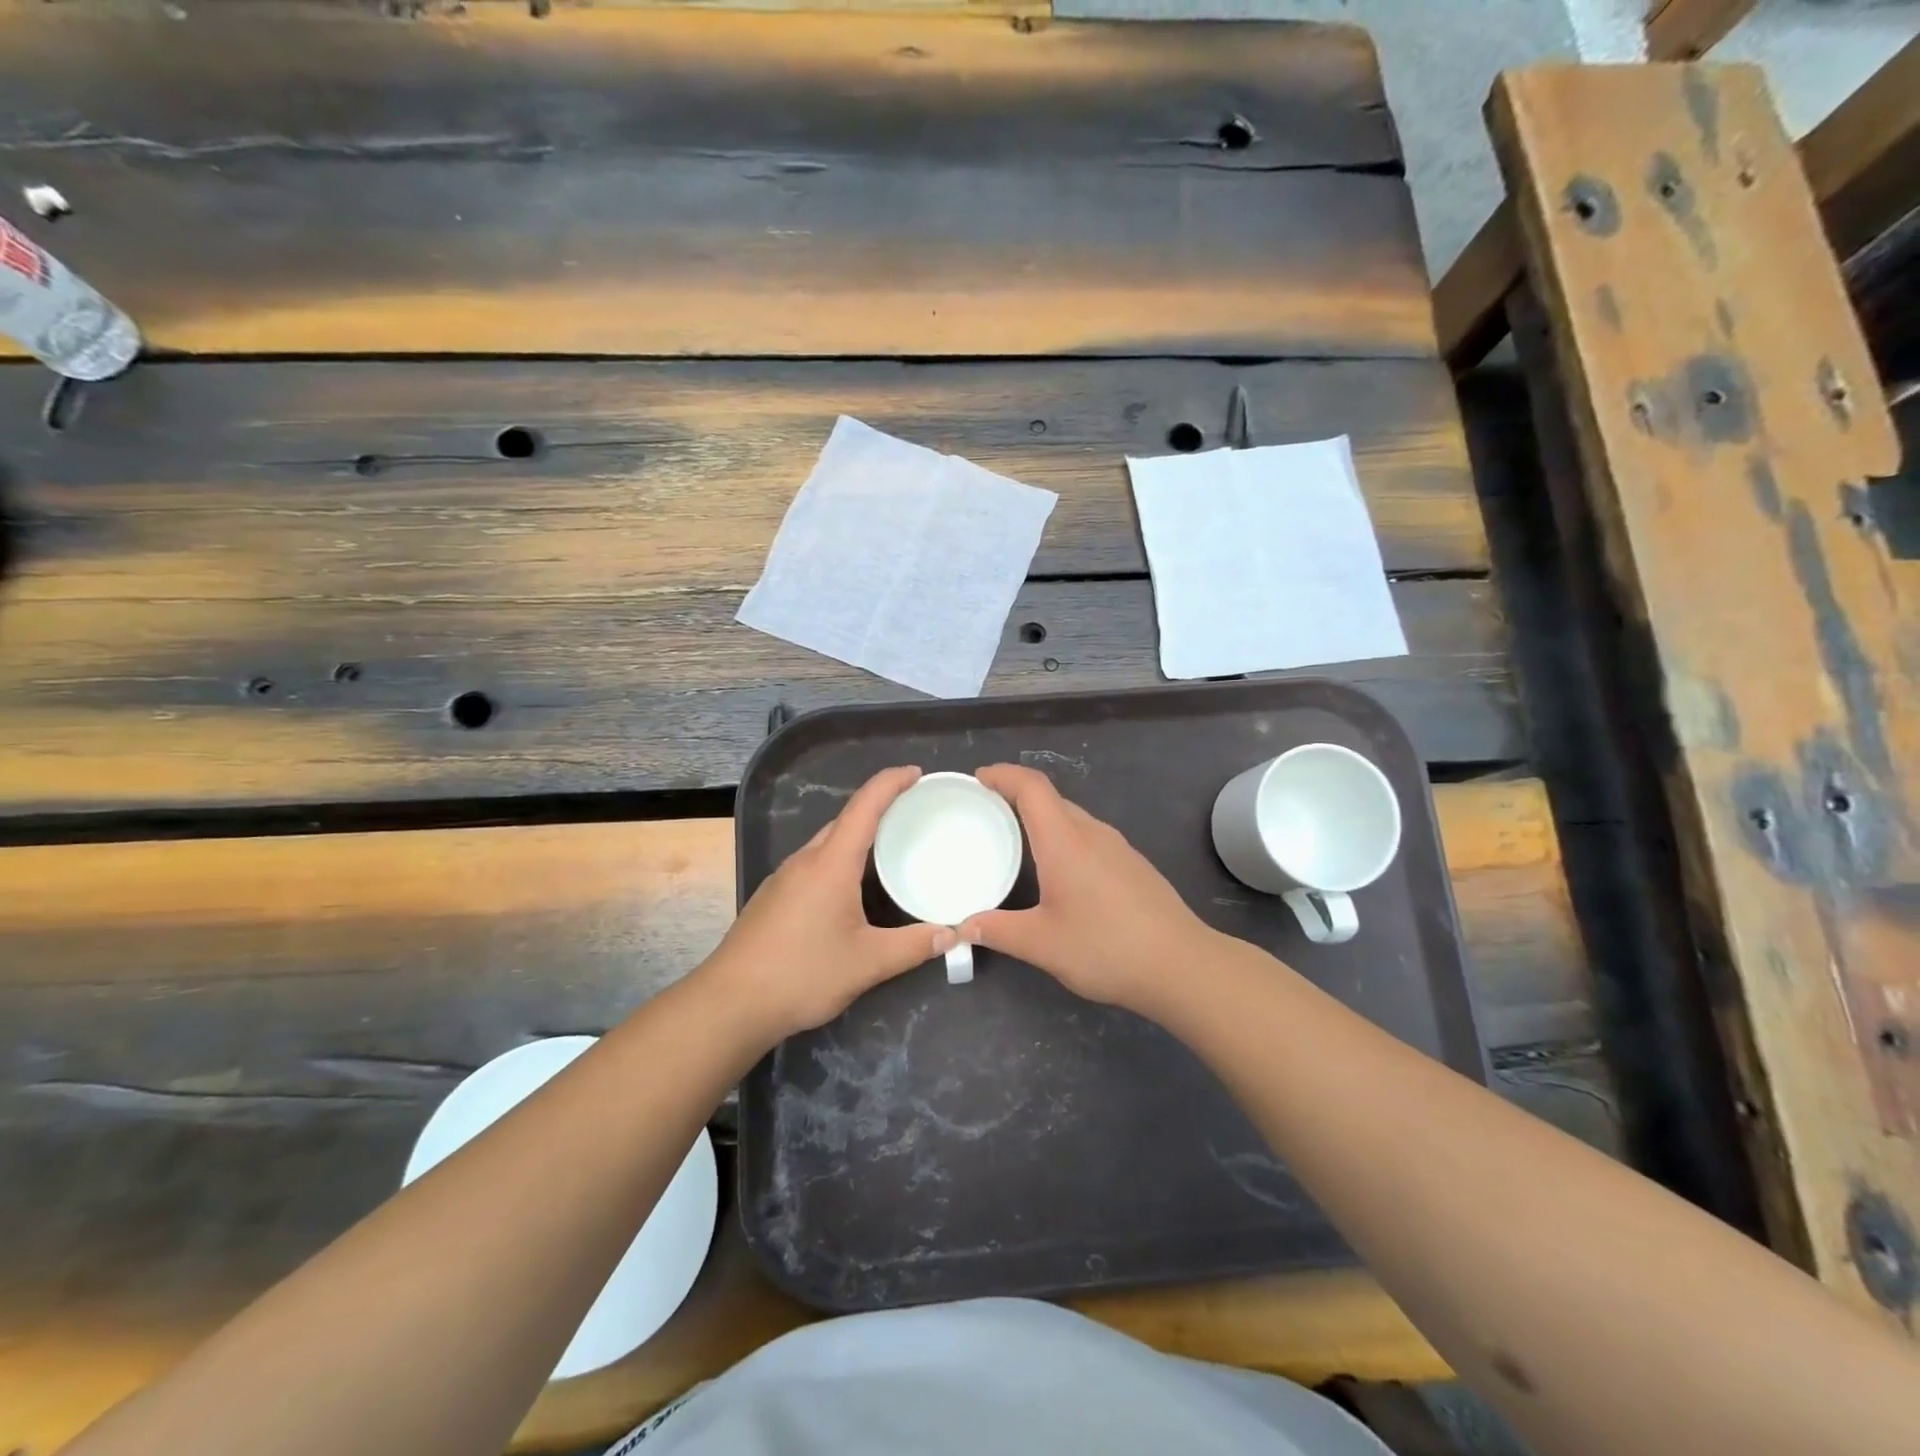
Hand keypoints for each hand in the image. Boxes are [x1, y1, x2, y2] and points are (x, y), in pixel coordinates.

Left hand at [702, 766, 955, 1042]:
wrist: (729, 1003)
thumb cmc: (801, 974)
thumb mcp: (867, 963)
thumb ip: (913, 946)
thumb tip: (952, 934)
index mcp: (831, 863)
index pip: (865, 806)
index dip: (891, 783)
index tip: (916, 773)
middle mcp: (805, 861)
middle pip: (845, 821)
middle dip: (879, 809)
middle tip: (914, 815)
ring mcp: (784, 878)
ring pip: (827, 844)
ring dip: (858, 837)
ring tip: (890, 848)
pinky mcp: (773, 897)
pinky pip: (814, 864)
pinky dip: (840, 861)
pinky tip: (851, 889)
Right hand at [960, 764, 1216, 1016]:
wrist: (1182, 965)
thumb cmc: (1106, 947)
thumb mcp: (1042, 944)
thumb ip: (998, 931)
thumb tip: (963, 927)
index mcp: (1065, 841)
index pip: (1031, 787)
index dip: (1003, 774)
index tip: (978, 778)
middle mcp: (1092, 833)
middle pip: (1051, 798)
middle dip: (1016, 795)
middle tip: (987, 811)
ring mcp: (1118, 847)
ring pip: (1073, 817)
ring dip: (1042, 818)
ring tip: (1017, 839)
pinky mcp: (1133, 864)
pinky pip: (1090, 836)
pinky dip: (1064, 838)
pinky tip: (1060, 871)